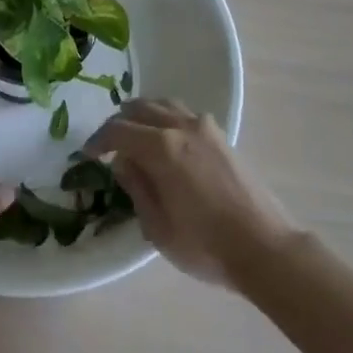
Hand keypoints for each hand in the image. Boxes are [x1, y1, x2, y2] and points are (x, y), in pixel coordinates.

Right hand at [86, 100, 299, 287]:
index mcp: (161, 147)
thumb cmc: (205, 245)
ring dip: (143, 115)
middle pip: (140, 108)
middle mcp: (181, 126)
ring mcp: (204, 127)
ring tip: (134, 136)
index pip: (118, 130)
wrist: (264, 248)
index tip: (87, 154)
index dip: (98, 140)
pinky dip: (165, 117)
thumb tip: (122, 161)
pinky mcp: (221, 135)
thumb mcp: (157, 227)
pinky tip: (165, 140)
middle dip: (119, 123)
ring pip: (163, 104)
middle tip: (108, 145)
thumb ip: (136, 187)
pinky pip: (183, 113)